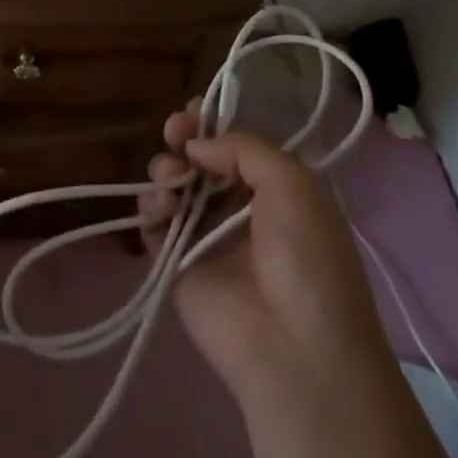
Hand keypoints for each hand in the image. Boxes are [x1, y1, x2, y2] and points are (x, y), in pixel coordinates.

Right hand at [139, 104, 390, 400]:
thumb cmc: (307, 257)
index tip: (192, 109)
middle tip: (174, 131)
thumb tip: (196, 145)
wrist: (297, 347)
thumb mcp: (292, 182)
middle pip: (197, 159)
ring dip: (166, 168)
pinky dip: (151, 205)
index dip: (210, 123)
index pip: (232, 144)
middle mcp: (237, 208)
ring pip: (172, 184)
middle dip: (182, 137)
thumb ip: (241, 147)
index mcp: (272, 188)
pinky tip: (162, 205)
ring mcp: (204, 236)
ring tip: (172, 177)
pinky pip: (153, 222)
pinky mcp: (176, 264)